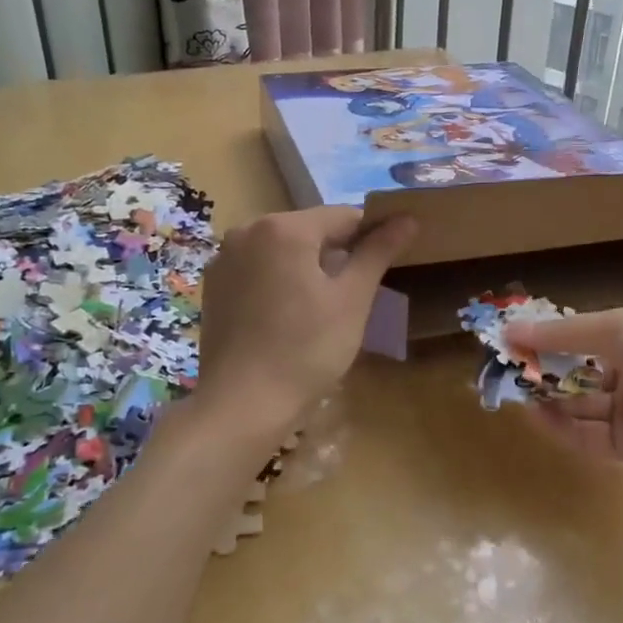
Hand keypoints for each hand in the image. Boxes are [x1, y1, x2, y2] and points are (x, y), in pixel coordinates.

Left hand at [196, 206, 417, 433]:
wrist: (242, 405)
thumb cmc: (306, 350)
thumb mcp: (353, 300)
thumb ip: (378, 252)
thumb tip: (408, 218)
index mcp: (284, 228)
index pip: (344, 216)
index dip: (372, 236)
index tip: (387, 265)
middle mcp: (247, 231)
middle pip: (310, 230)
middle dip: (337, 253)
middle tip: (356, 295)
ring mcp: (225, 259)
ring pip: (283, 250)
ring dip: (308, 267)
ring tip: (323, 308)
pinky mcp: (214, 286)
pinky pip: (259, 269)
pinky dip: (279, 281)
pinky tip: (289, 316)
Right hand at [504, 306, 622, 477]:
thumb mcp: (614, 328)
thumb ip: (560, 334)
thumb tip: (509, 330)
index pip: (584, 334)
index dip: (551, 336)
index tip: (514, 337)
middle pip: (578, 371)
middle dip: (545, 369)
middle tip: (507, 368)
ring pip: (580, 404)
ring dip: (549, 398)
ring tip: (515, 391)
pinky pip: (589, 436)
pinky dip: (562, 426)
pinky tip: (536, 414)